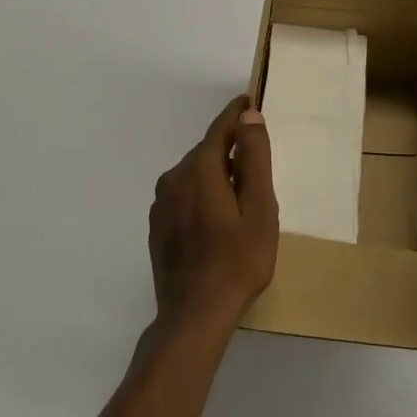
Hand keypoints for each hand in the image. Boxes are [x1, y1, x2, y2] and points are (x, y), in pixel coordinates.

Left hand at [148, 96, 278, 334]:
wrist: (194, 316)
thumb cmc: (237, 261)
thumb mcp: (259, 208)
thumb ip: (254, 158)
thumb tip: (249, 116)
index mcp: (199, 169)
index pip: (220, 128)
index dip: (237, 113)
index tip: (252, 100)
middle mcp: (173, 178)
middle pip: (207, 151)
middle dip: (231, 148)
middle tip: (259, 159)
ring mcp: (160, 204)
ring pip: (194, 174)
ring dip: (217, 173)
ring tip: (243, 193)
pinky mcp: (157, 226)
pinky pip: (184, 195)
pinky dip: (203, 194)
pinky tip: (219, 218)